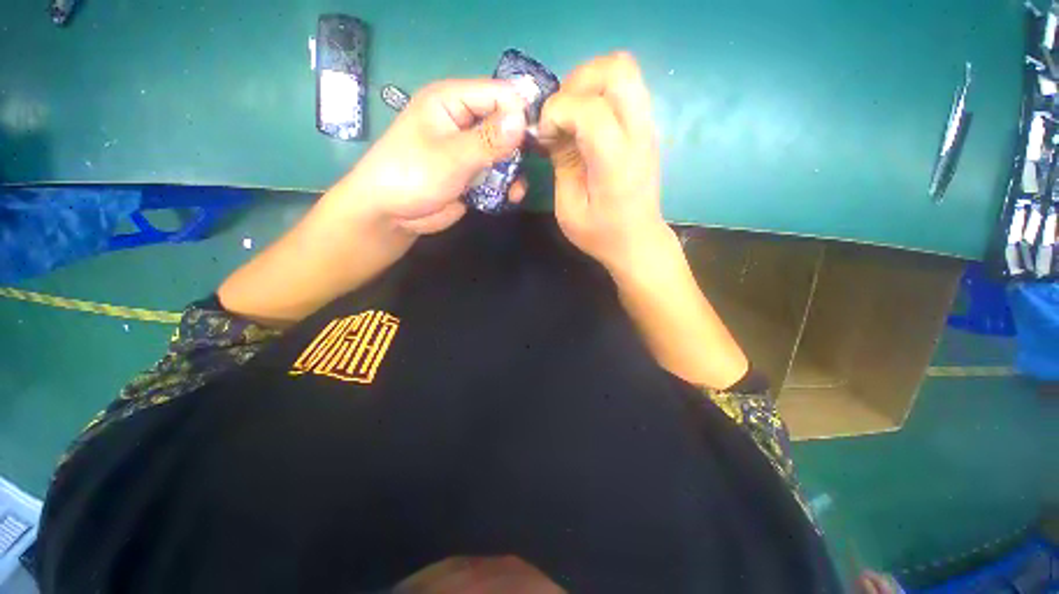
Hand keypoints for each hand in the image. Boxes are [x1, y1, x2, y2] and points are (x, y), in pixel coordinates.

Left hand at [338, 80, 529, 234]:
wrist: (391, 215)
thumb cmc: (412, 175)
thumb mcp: (451, 156)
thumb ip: (488, 140)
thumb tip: (523, 118)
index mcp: (452, 101)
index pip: (498, 94)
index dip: (519, 112)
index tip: (536, 137)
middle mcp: (464, 121)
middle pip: (505, 124)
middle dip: (520, 146)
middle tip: (531, 164)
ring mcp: (470, 150)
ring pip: (505, 153)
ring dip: (515, 170)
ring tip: (516, 190)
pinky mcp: (473, 174)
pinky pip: (499, 174)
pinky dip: (507, 185)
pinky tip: (512, 197)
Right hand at [538, 52, 671, 275]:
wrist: (638, 242)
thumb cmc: (602, 234)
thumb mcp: (569, 209)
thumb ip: (562, 164)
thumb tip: (553, 131)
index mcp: (616, 163)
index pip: (590, 109)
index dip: (558, 111)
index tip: (545, 136)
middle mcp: (638, 136)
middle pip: (617, 69)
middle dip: (577, 81)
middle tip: (561, 113)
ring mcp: (647, 128)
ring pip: (624, 70)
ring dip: (589, 83)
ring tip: (571, 115)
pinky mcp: (647, 129)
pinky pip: (626, 88)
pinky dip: (599, 93)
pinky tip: (585, 123)